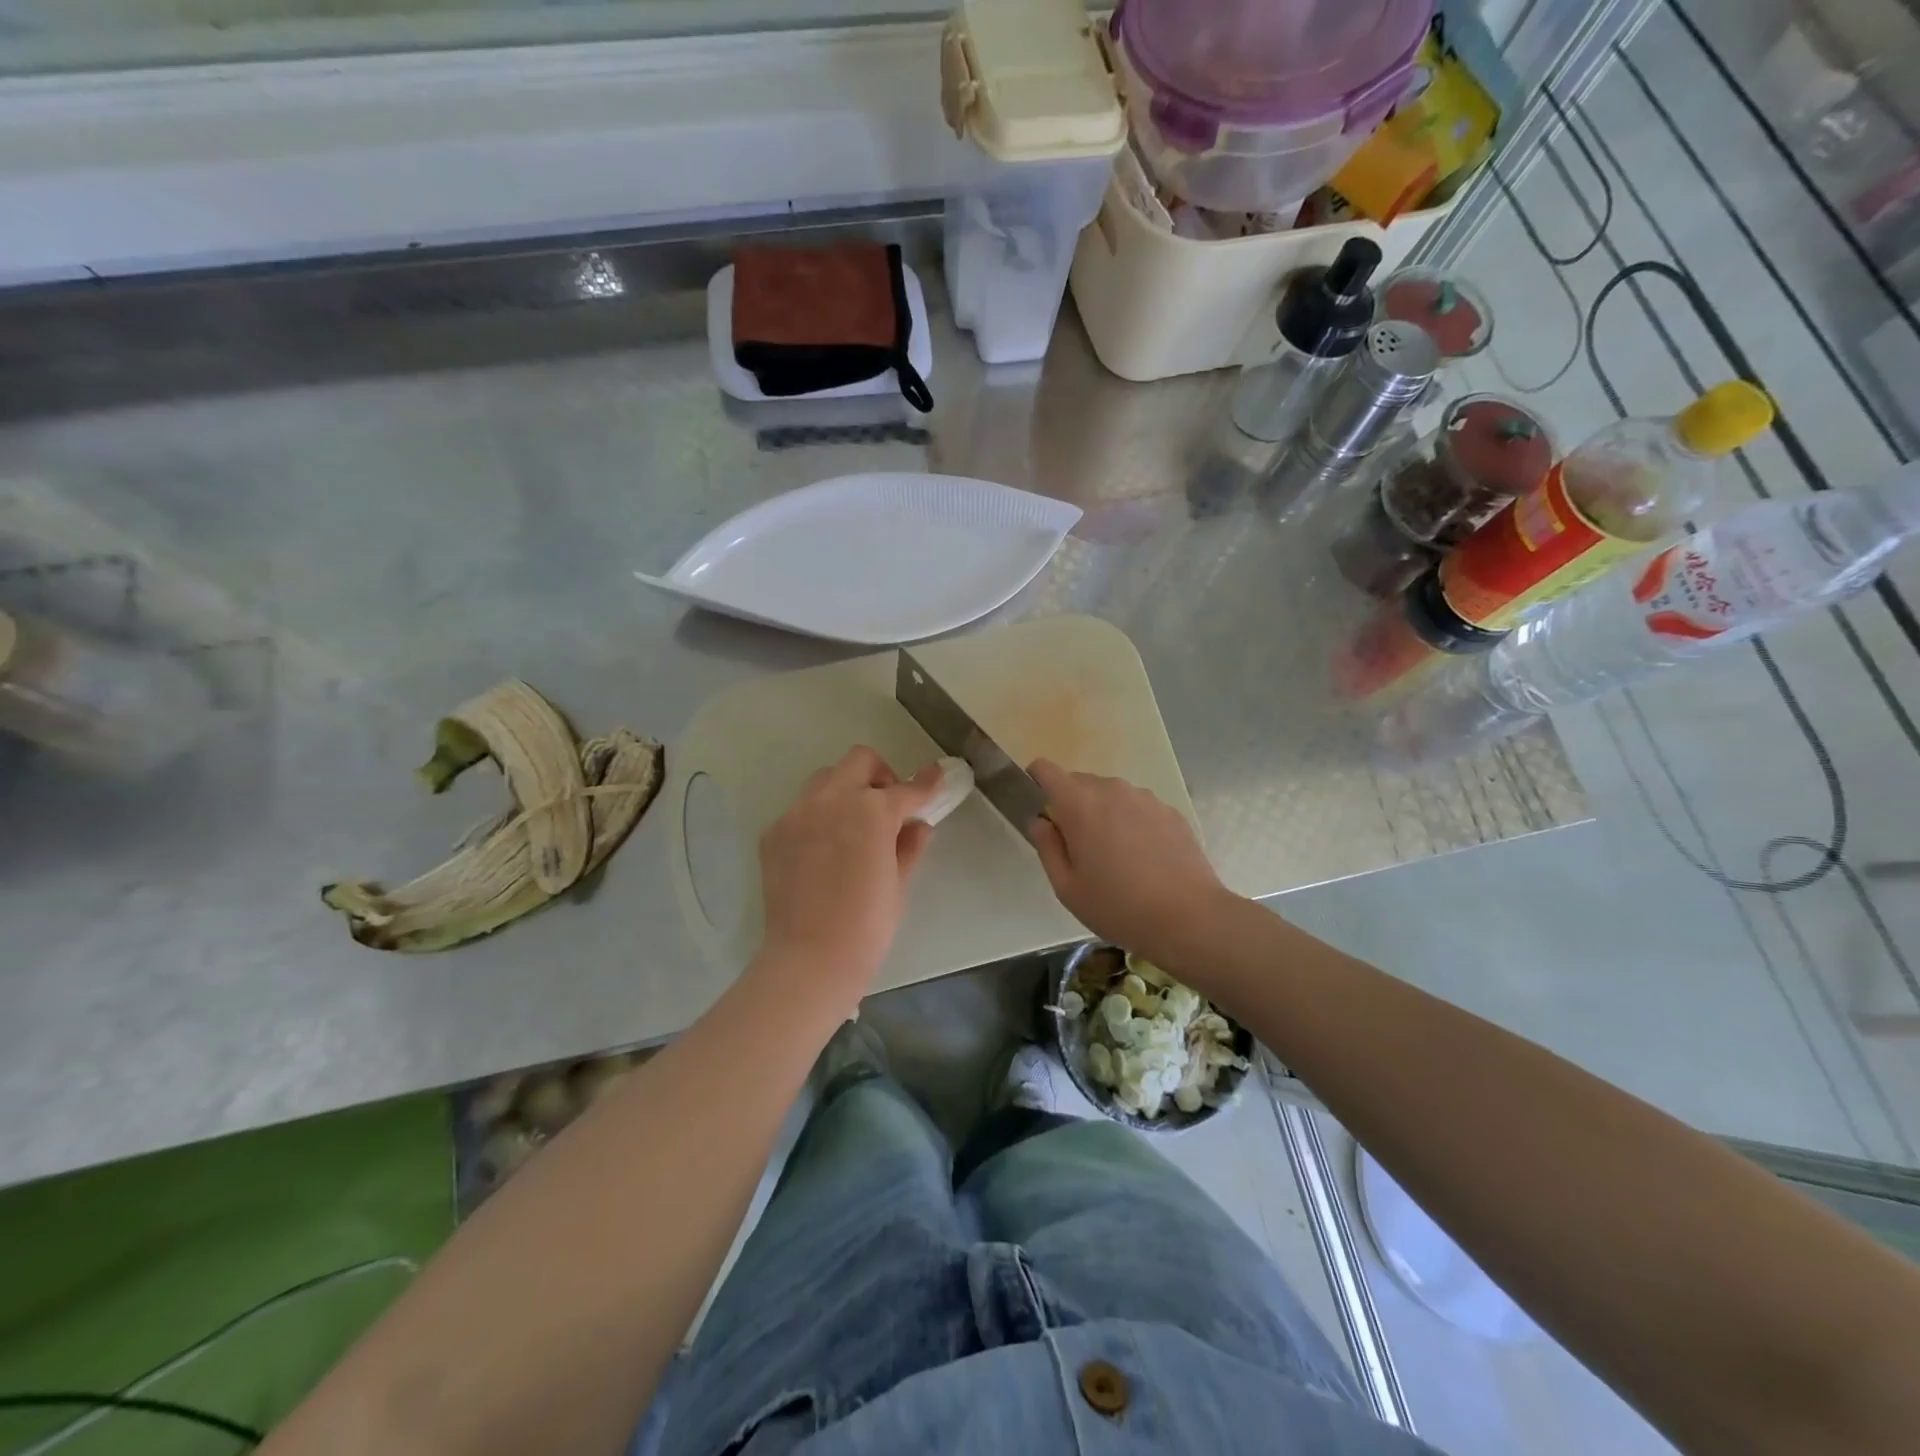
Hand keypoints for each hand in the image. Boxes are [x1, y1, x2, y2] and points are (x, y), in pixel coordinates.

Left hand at [754, 746, 942, 1016]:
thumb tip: (917, 825)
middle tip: (887, 805)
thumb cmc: (867, 926)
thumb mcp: (898, 884)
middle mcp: (832, 800)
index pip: (906, 788)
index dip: (925, 783)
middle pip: (859, 761)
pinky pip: (801, 809)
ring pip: (825, 779)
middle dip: (879, 775)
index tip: (935, 776)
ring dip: (845, 789)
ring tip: (853, 824)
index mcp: (871, 811)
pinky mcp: (774, 832)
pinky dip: (818, 816)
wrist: (809, 959)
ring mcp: (797, 813)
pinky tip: (824, 849)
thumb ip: (909, 846)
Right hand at [1026, 758, 1235, 973]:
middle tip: (1079, 849)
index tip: (1040, 810)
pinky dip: (1132, 824)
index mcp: (1079, 803)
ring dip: (1104, 815)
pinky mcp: (1170, 811)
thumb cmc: (1117, 906)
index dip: (1036, 783)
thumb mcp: (1066, 887)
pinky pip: (1138, 808)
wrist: (1188, 918)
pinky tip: (1144, 860)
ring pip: (1111, 796)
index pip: (1045, 769)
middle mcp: (1112, 789)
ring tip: (1116, 858)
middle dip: (1072, 807)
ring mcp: (1145, 797)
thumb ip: (1046, 846)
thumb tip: (1040, 821)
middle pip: (1079, 783)